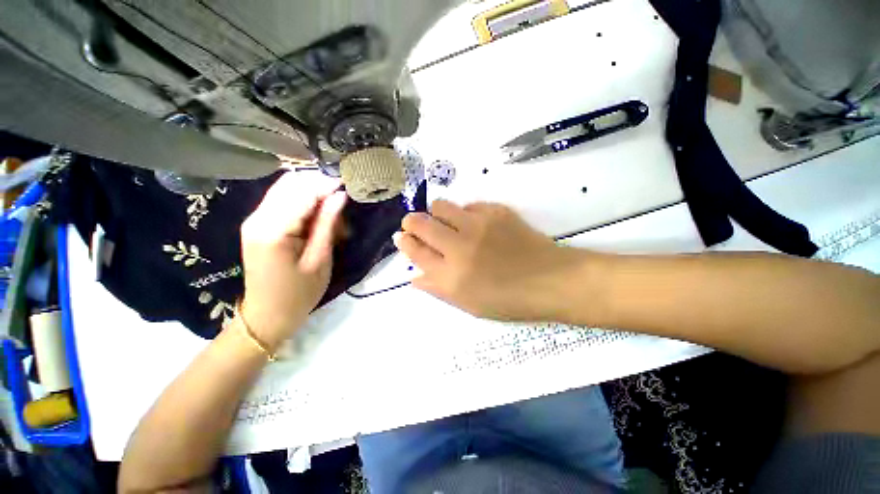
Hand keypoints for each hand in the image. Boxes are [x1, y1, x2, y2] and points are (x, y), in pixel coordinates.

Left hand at [239, 172, 346, 348]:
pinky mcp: (253, 223)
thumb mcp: (318, 264)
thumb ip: (326, 225)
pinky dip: (296, 201)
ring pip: (283, 187)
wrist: (265, 317)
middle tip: (336, 206)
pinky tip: (309, 218)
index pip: (302, 192)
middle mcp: (258, 218)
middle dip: (316, 187)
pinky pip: (277, 199)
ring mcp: (253, 219)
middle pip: (290, 183)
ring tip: (325, 214)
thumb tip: (339, 195)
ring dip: (307, 193)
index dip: (326, 186)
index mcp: (273, 231)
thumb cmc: (295, 298)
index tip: (346, 189)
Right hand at [396, 200, 581, 320]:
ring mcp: (478, 225)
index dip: (405, 242)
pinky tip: (473, 223)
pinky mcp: (496, 211)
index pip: (416, 252)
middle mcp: (459, 247)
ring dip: (437, 213)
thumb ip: (440, 289)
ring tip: (445, 222)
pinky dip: (465, 212)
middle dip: (412, 222)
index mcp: (451, 277)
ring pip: (441, 206)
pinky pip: (469, 204)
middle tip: (416, 225)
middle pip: (421, 223)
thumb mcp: (471, 305)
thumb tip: (415, 277)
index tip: (402, 237)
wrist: (552, 280)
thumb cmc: (512, 301)